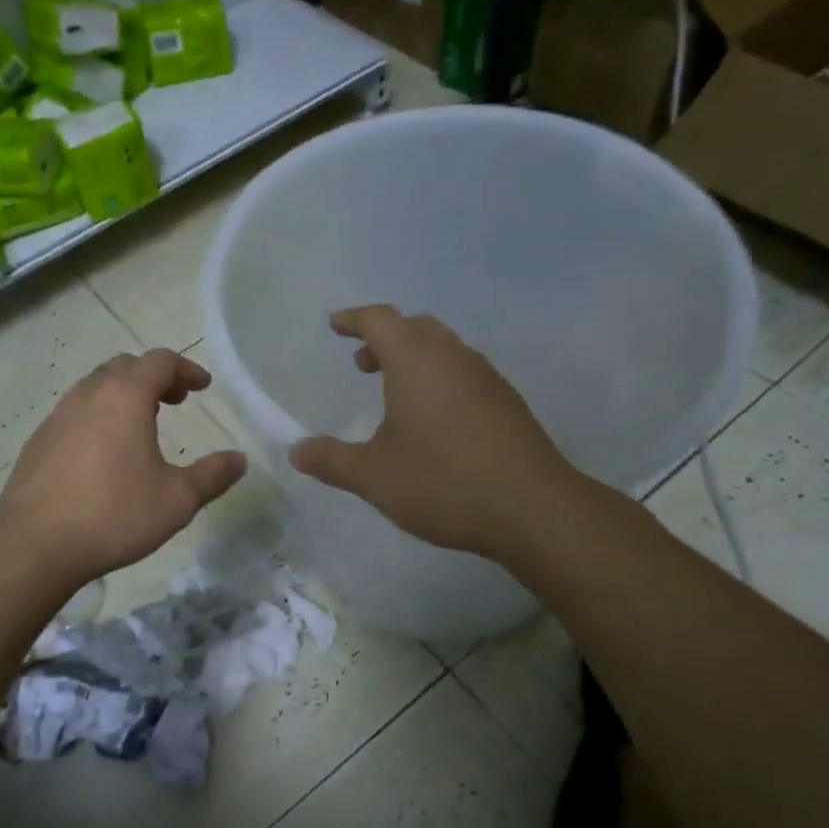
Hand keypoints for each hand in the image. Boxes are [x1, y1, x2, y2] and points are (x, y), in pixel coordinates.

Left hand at [0, 349, 246, 585]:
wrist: (33, 546)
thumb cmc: (114, 515)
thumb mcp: (177, 500)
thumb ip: (213, 475)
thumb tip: (239, 459)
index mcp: (125, 397)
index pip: (160, 361)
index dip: (186, 369)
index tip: (203, 387)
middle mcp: (88, 396)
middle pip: (125, 367)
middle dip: (154, 377)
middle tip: (175, 401)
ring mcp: (57, 417)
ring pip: (95, 387)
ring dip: (124, 395)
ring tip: (141, 425)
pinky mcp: (38, 442)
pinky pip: (74, 413)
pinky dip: (98, 416)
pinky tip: (104, 453)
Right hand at [287, 306, 586, 560]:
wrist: (531, 507)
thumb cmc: (443, 482)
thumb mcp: (375, 476)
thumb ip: (332, 461)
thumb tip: (297, 452)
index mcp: (416, 361)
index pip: (380, 320)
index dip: (354, 319)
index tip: (335, 326)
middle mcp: (453, 358)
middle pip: (416, 328)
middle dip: (385, 338)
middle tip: (363, 364)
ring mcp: (487, 378)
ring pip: (445, 350)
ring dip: (415, 358)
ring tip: (396, 393)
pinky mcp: (508, 403)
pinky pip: (466, 373)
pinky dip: (441, 379)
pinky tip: (437, 421)